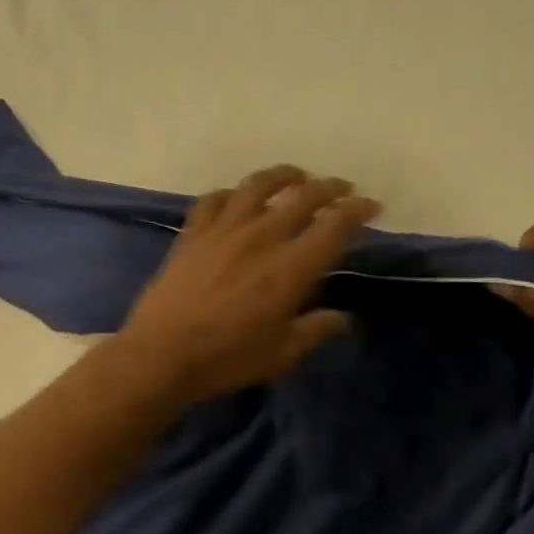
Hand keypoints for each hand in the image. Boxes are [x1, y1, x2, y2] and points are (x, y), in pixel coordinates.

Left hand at [118, 166, 381, 404]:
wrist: (162, 354)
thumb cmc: (228, 358)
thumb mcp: (282, 354)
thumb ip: (316, 330)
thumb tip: (344, 319)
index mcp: (290, 268)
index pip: (334, 226)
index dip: (358, 210)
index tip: (371, 205)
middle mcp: (261, 237)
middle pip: (303, 197)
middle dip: (330, 187)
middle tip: (342, 188)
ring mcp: (223, 230)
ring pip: (258, 185)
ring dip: (283, 175)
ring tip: (297, 176)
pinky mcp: (193, 233)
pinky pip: (214, 199)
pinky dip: (232, 193)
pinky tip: (237, 197)